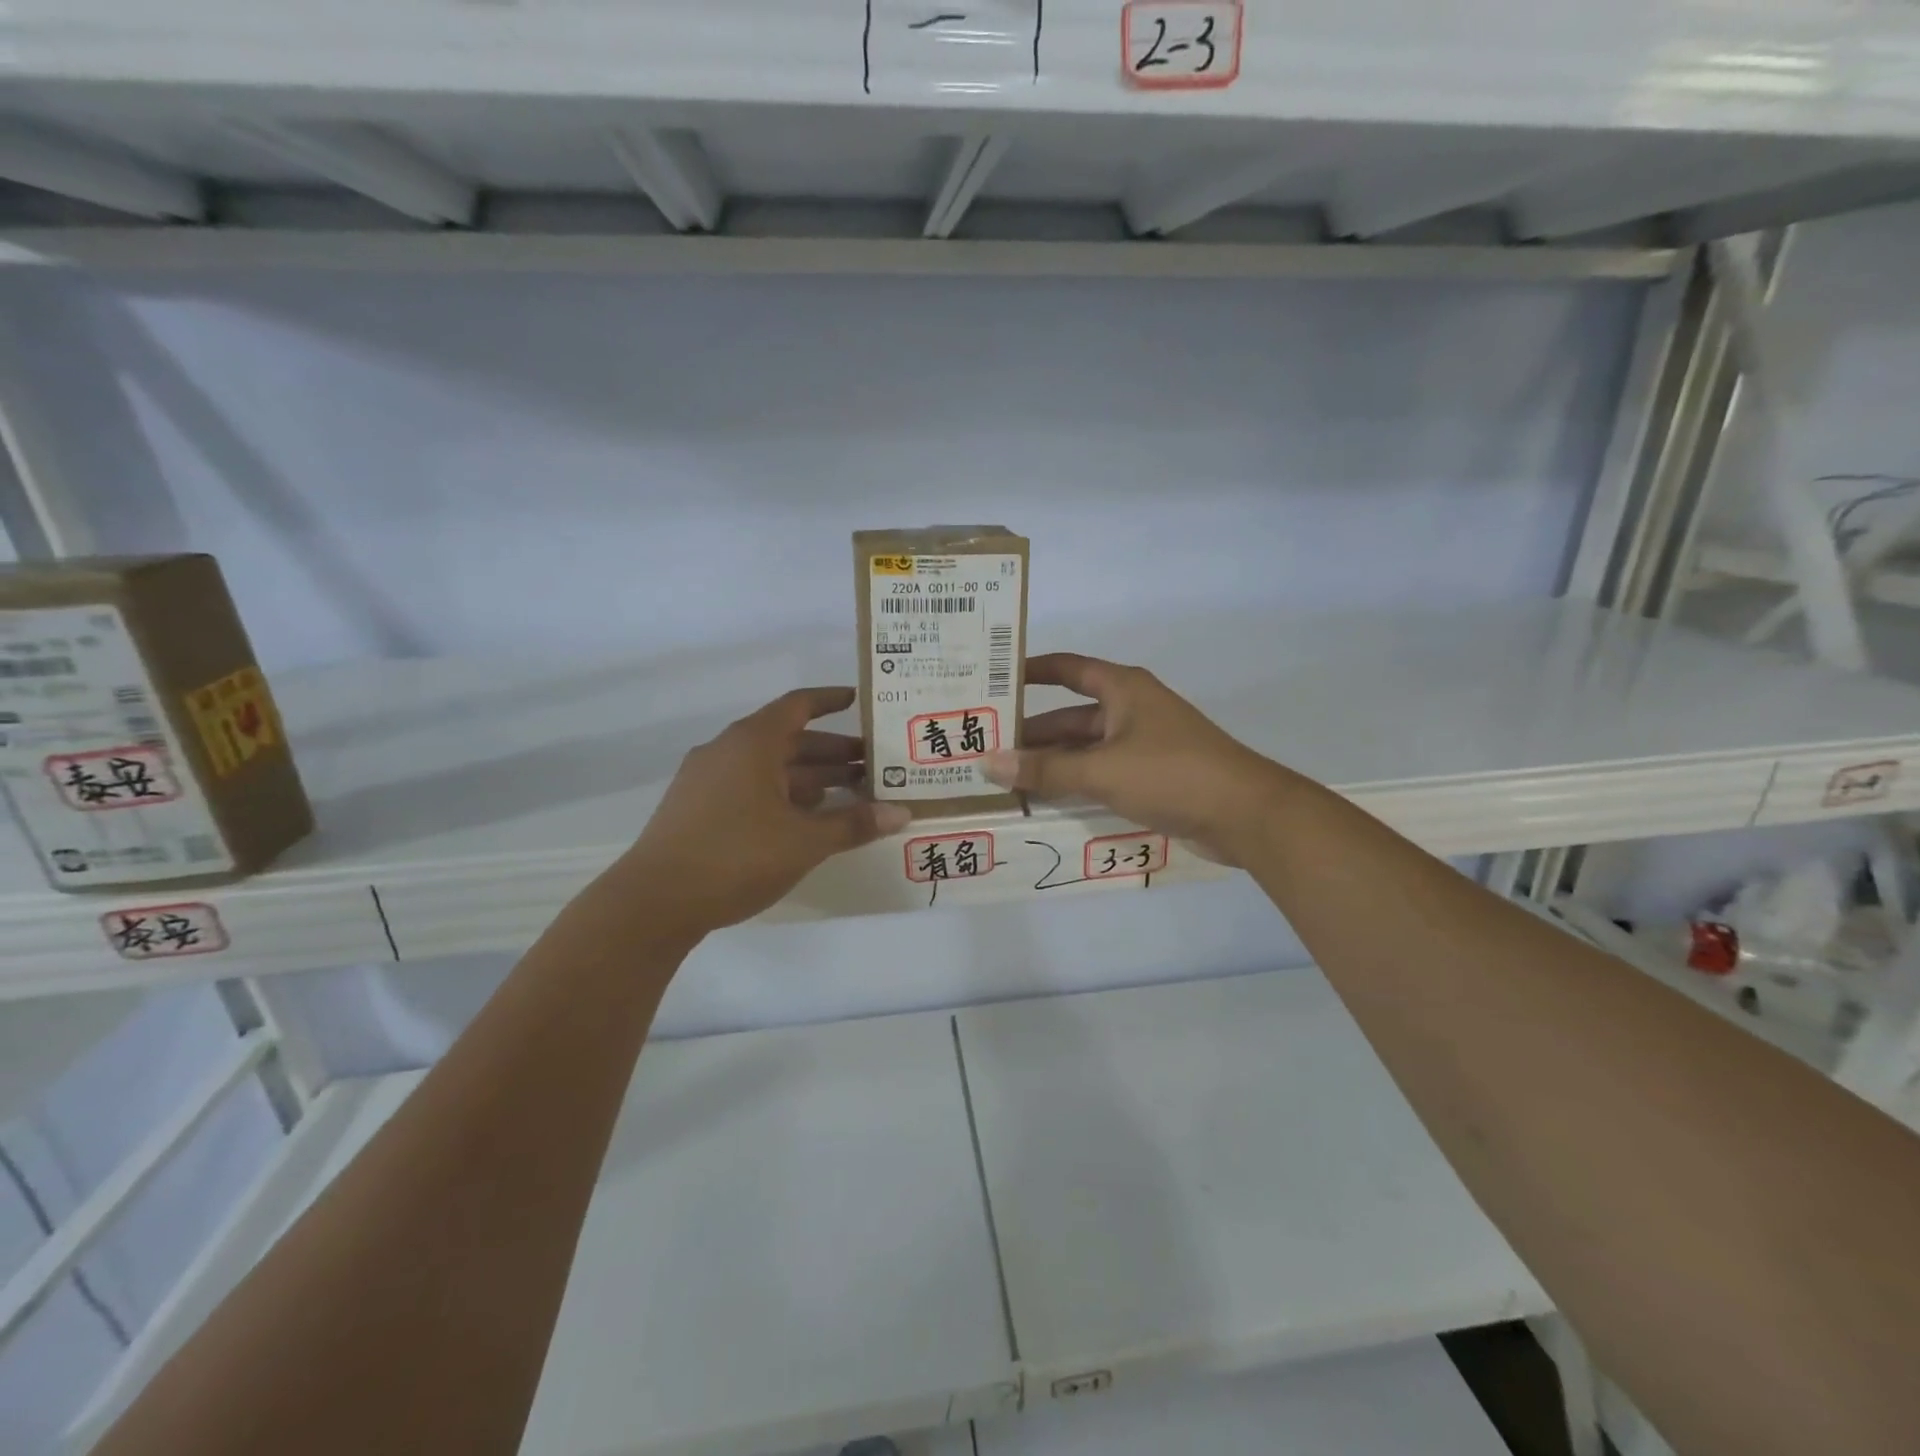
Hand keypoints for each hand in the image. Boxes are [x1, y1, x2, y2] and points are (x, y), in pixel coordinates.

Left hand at [620, 687, 910, 936]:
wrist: (654, 902)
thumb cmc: (736, 857)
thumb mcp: (804, 841)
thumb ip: (854, 824)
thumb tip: (903, 812)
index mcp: (752, 743)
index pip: (798, 706)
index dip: (831, 700)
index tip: (861, 701)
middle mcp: (728, 751)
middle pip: (789, 740)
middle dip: (833, 751)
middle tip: (874, 765)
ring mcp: (708, 780)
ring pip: (770, 768)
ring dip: (811, 778)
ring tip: (852, 795)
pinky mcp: (698, 809)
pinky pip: (751, 789)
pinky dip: (784, 796)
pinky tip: (808, 821)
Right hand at [983, 653, 1286, 863]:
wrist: (1244, 815)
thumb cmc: (1171, 773)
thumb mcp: (1102, 770)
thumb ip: (1046, 770)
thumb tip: (989, 763)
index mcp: (1122, 689)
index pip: (1066, 668)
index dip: (1030, 670)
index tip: (993, 680)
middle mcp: (1129, 710)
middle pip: (1069, 716)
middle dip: (1031, 732)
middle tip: (984, 745)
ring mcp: (1141, 744)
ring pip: (1084, 749)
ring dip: (1050, 763)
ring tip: (1004, 778)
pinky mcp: (1150, 776)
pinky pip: (1101, 773)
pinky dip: (1074, 783)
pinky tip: (1044, 800)